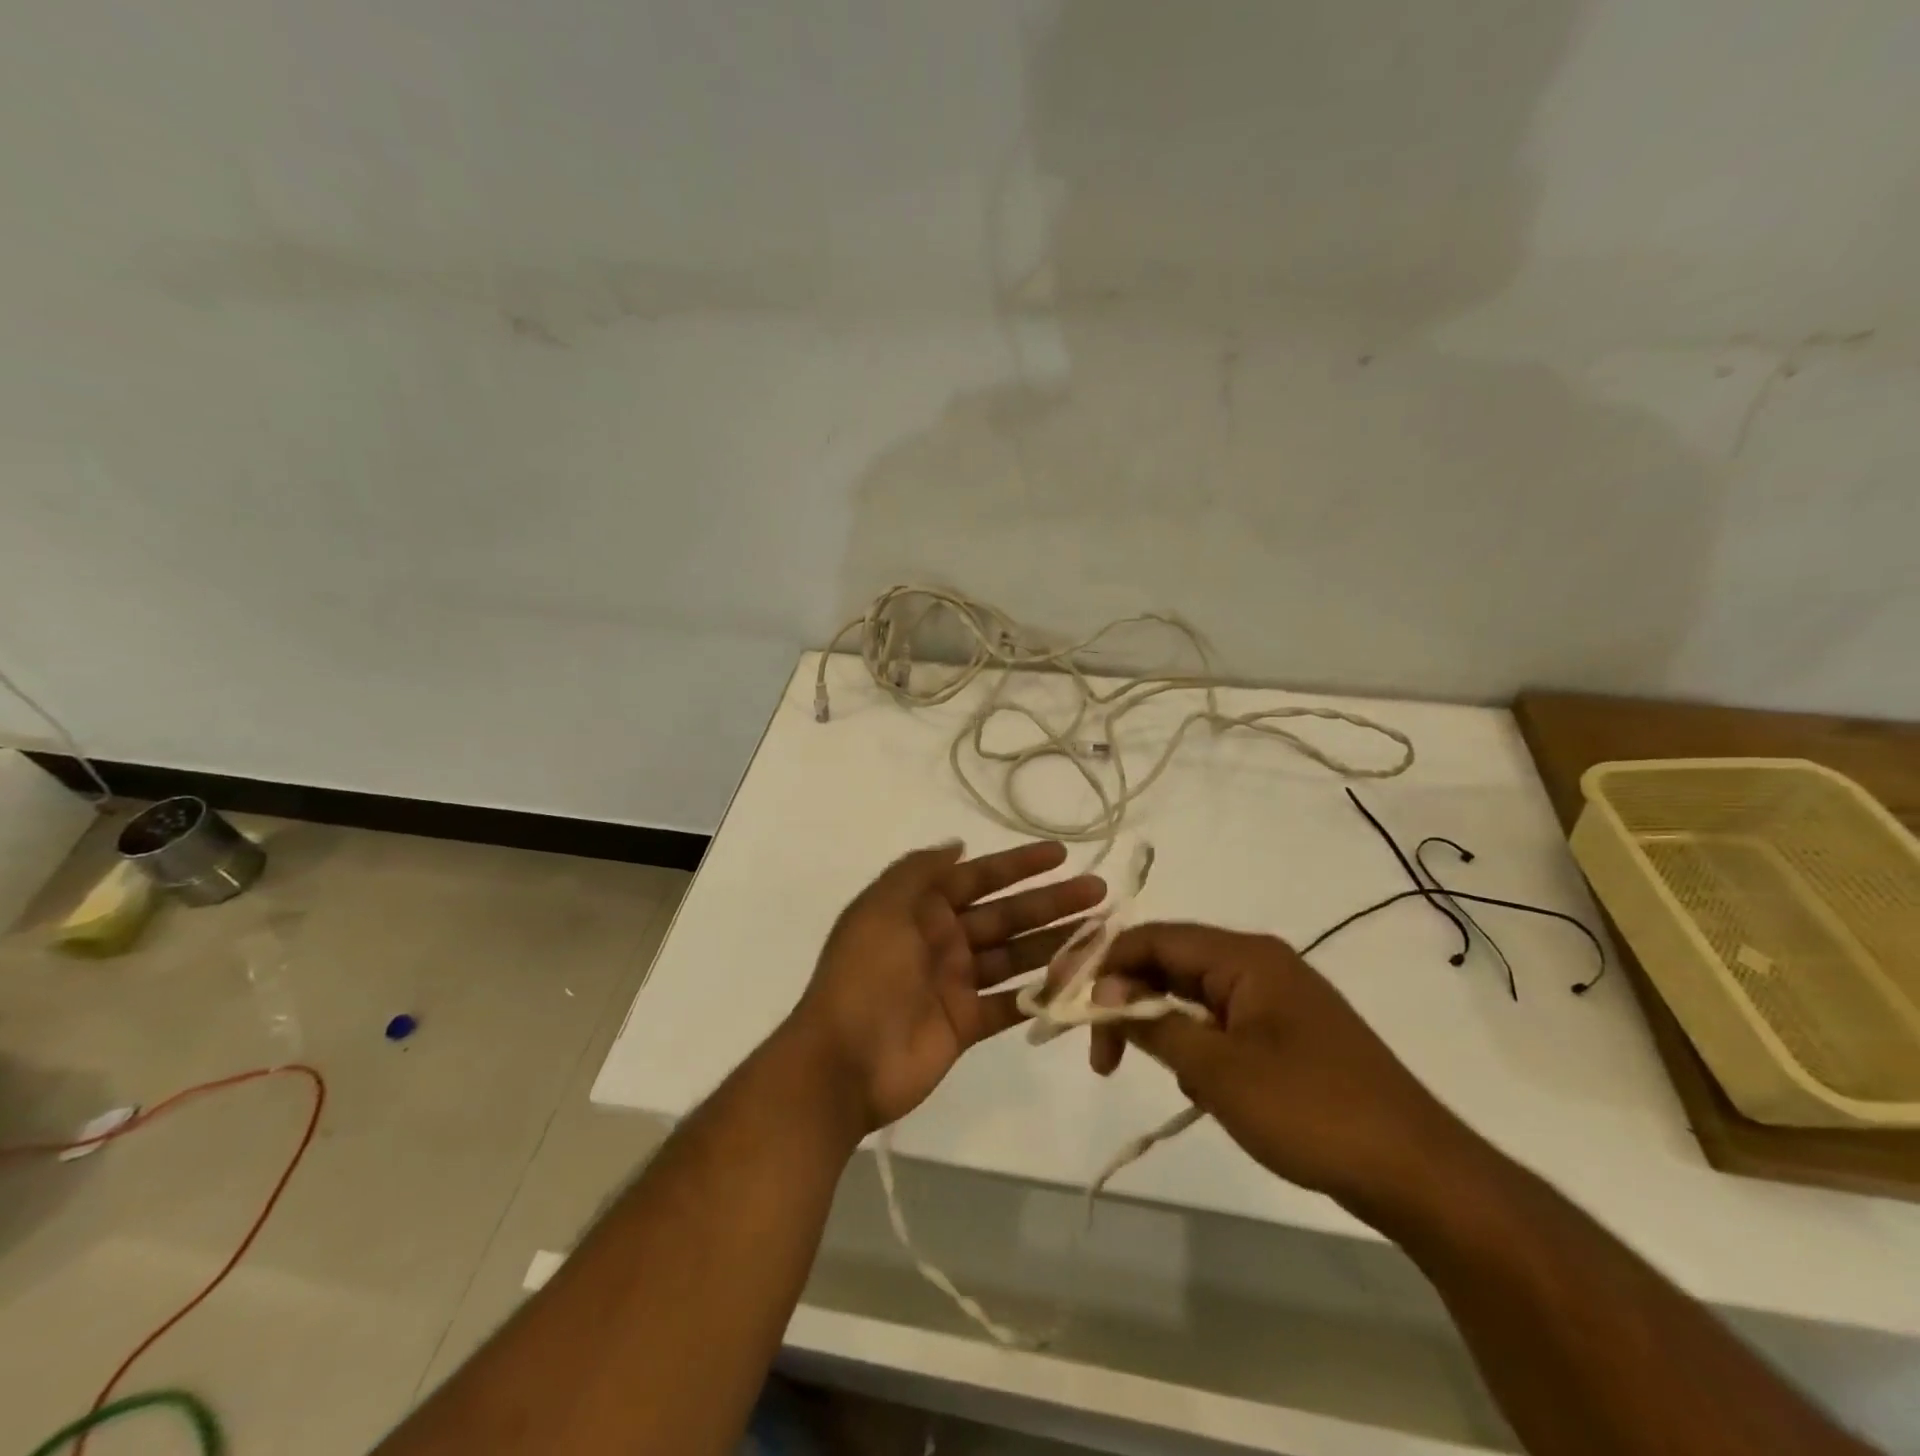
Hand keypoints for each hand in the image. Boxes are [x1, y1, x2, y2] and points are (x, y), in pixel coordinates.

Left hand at [789, 840, 1103, 1132]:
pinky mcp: (967, 1023)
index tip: (1061, 854)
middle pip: (1006, 915)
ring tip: (1101, 933)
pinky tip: (1078, 982)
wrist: (843, 1061)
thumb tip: (957, 845)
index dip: (1019, 865)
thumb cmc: (865, 974)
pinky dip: (1041, 994)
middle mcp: (943, 940)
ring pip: (1015, 956)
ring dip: (1055, 943)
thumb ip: (920, 871)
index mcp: (921, 909)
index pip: (979, 878)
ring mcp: (956, 983)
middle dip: (1051, 902)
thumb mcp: (882, 907)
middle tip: (1099, 892)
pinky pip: (1011, 1003)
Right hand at [1082, 922, 1459, 1205]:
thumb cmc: (1311, 1110)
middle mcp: (1258, 964)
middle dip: (1127, 1000)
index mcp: (1244, 956)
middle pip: (1171, 964)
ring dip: (1159, 1025)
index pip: (1153, 939)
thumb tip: (1103, 995)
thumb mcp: (1217, 1070)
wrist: (1418, 1172)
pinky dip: (1193, 1044)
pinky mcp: (1287, 1034)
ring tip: (1142, 1070)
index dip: (1103, 965)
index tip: (1068, 1006)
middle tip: (1100, 1054)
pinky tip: (1193, 1085)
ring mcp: (1276, 999)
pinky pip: (1221, 1022)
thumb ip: (1153, 1024)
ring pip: (1193, 996)